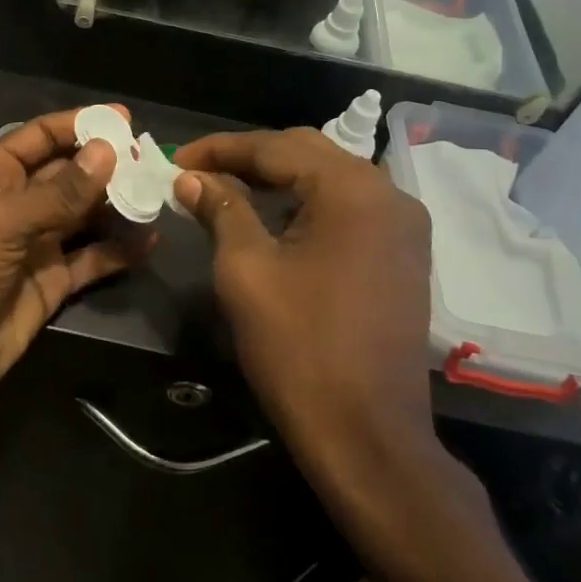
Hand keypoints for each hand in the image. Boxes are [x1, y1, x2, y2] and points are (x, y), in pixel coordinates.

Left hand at [0, 109, 146, 428]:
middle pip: (68, 173)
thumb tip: (108, 151)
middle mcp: (16, 202)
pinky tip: (150, 242)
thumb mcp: (4, 223)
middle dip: (107, 165)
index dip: (80, 124)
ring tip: (159, 195)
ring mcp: (35, 243)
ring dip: (118, 206)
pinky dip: (118, 251)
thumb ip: (59, 191)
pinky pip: (91, 257)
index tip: (125, 119)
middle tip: (153, 160)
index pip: (41, 136)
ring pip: (84, 214)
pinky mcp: (51, 281)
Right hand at [170, 128, 435, 460]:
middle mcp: (388, 194)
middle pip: (307, 153)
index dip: (221, 149)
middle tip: (198, 172)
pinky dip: (307, 204)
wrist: (368, 434)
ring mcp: (404, 226)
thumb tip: (190, 177)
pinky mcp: (403, 254)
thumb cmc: (299, 348)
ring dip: (278, 179)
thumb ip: (220, 210)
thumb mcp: (246, 270)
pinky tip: (273, 217)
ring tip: (227, 190)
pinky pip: (349, 208)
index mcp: (352, 190)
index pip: (276, 147)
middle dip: (249, 159)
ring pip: (329, 179)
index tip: (177, 158)